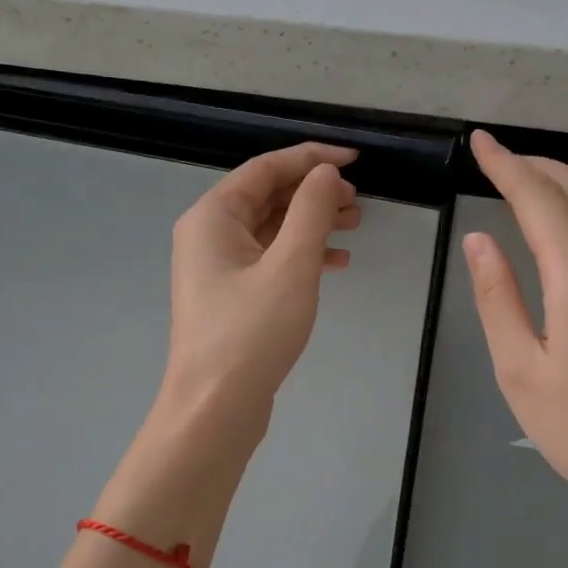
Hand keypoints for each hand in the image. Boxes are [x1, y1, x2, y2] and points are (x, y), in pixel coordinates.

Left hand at [159, 141, 360, 432]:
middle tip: (359, 202)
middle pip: (267, 196)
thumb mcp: (291, 265)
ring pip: (271, 230)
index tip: (356, 160)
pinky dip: (301, 256)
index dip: (311, 158)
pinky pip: (268, 260)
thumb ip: (311, 211)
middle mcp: (208, 235)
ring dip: (312, 224)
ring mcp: (217, 268)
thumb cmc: (251, 333)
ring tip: (355, 227)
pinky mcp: (230, 297)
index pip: (266, 168)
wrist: (214, 408)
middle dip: (314, 194)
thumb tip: (325, 174)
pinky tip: (335, 263)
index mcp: (213, 216)